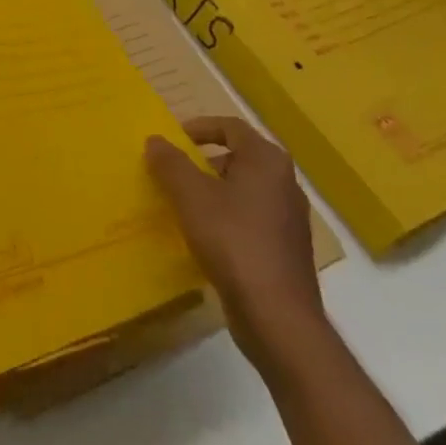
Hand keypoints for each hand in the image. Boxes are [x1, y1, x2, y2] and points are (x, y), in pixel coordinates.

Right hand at [146, 115, 326, 370]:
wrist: (277, 317)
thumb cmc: (233, 241)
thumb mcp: (190, 196)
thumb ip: (170, 163)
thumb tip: (156, 141)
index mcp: (267, 161)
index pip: (231, 127)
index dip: (199, 127)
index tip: (173, 139)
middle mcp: (285, 183)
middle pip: (239, 157)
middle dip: (204, 161)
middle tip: (174, 172)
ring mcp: (290, 219)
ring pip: (245, 190)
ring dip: (214, 191)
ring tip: (184, 204)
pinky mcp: (287, 250)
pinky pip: (251, 219)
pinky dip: (228, 217)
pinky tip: (205, 237)